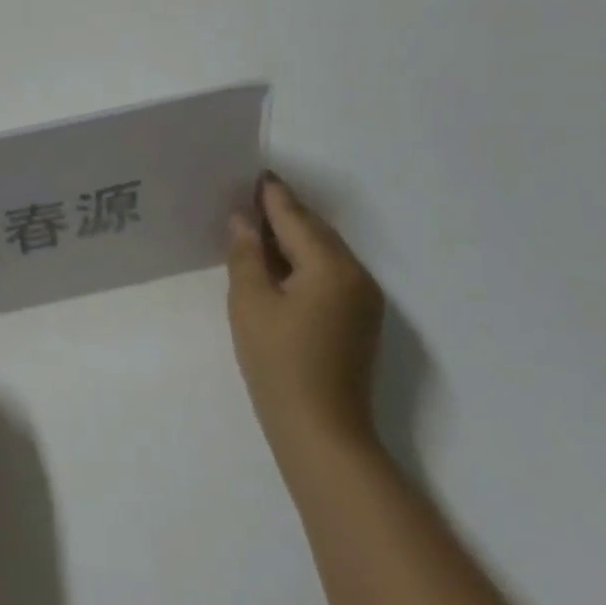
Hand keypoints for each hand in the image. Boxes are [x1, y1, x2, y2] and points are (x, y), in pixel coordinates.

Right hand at [226, 174, 385, 468]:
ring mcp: (362, 300)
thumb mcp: (250, 302)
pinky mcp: (358, 321)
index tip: (249, 172)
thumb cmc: (279, 362)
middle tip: (244, 197)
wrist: (321, 432)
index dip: (270, 193)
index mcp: (331, 266)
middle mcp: (356, 275)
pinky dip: (301, 261)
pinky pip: (328, 274)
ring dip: (291, 237)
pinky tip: (274, 265)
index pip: (295, 216)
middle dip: (281, 213)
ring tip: (253, 227)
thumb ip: (246, 253)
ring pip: (322, 252)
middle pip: (314, 231)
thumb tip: (243, 219)